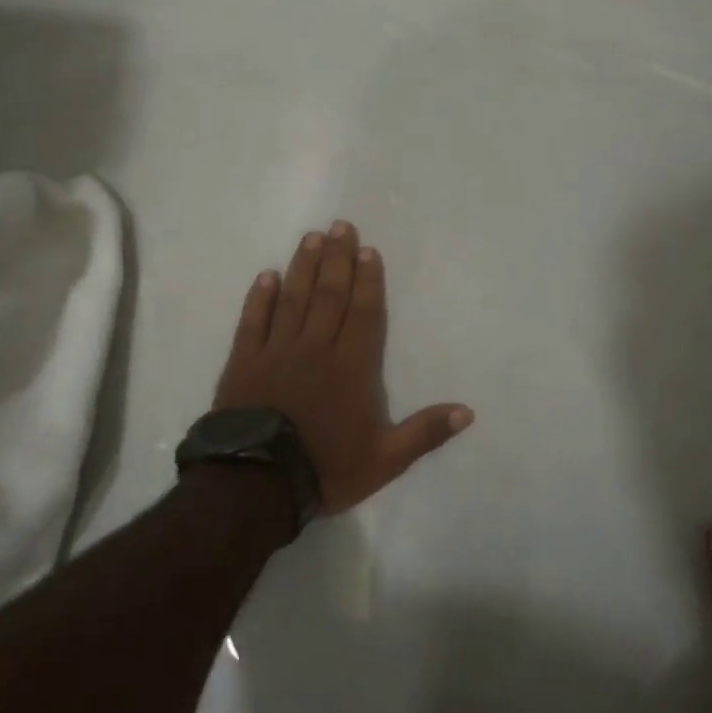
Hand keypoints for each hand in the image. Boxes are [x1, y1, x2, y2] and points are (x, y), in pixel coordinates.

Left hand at [213, 220, 472, 515]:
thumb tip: (468, 412)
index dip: (368, 281)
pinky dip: (259, 298)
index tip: (368, 250)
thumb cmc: (324, 469)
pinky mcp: (243, 363)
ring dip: (304, 267)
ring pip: (293, 300)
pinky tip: (266, 276)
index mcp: (351, 367)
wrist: (255, 486)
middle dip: (337, 259)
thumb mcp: (385, 460)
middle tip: (340, 226)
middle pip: (329, 295)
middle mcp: (315, 349)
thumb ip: (425, 432)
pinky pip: (253, 322)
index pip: (363, 313)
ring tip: (311, 237)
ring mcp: (276, 352)